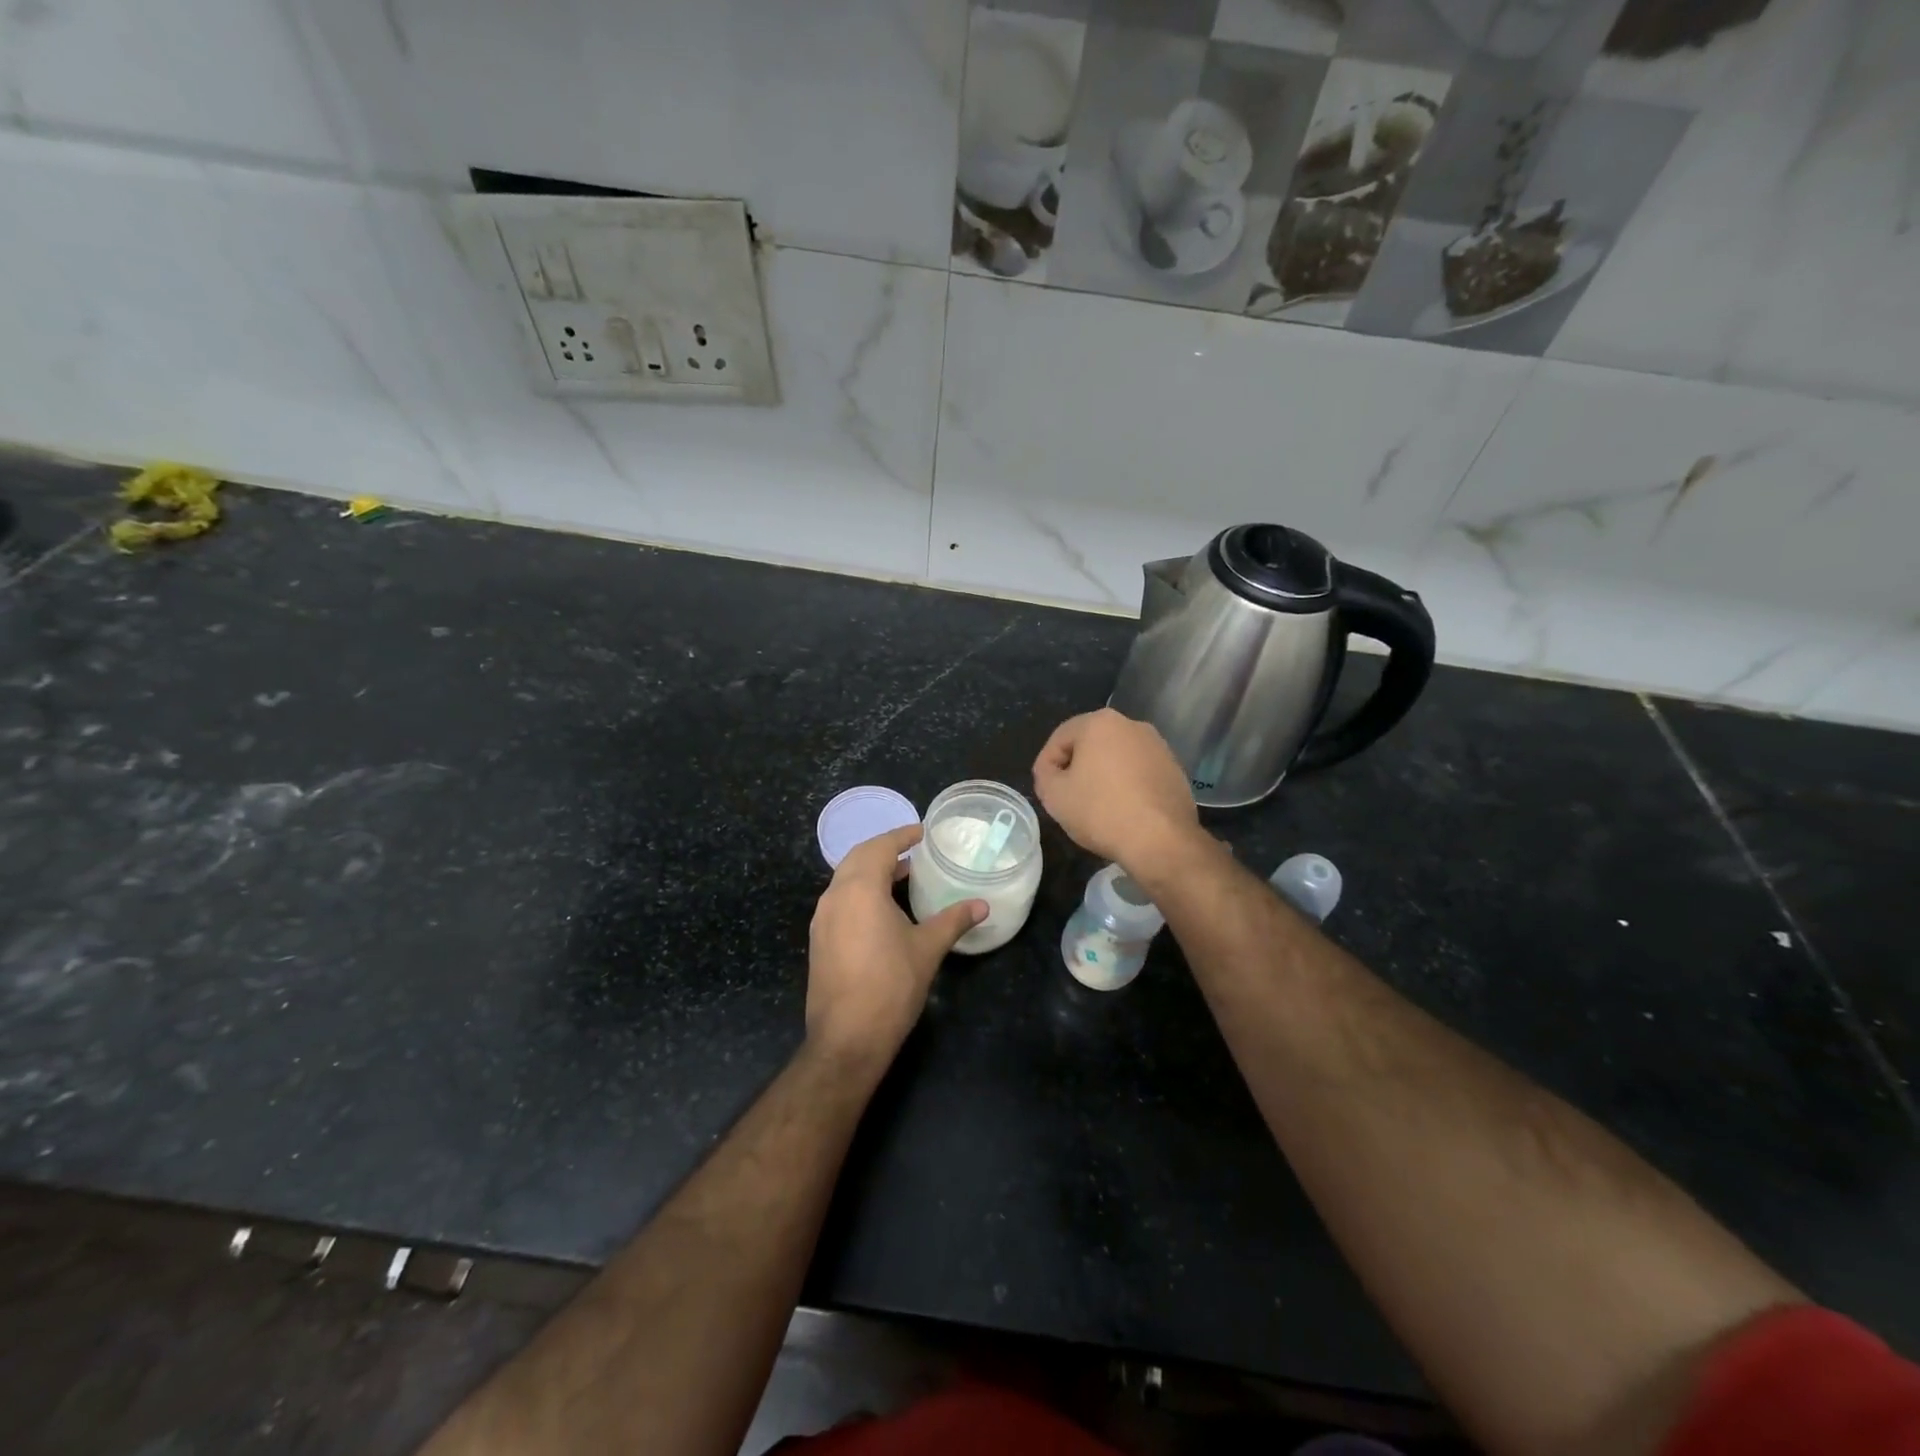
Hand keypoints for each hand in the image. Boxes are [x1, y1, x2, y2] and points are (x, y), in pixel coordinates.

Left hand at [806, 824, 984, 1070]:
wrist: (847, 1038)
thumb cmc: (891, 986)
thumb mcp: (927, 948)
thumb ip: (953, 920)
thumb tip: (982, 904)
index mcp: (859, 889)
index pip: (879, 847)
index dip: (901, 835)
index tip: (922, 832)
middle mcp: (834, 896)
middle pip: (857, 858)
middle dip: (884, 849)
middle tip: (913, 851)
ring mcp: (822, 919)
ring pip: (845, 880)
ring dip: (871, 871)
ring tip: (902, 876)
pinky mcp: (819, 940)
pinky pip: (840, 901)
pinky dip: (860, 892)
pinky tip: (882, 909)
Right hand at [1032, 708, 1201, 875]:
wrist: (1161, 840)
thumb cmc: (1101, 811)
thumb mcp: (1054, 795)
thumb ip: (1044, 775)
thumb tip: (1051, 771)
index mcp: (1100, 723)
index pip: (1060, 738)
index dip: (1046, 763)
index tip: (1045, 789)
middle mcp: (1132, 725)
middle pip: (1091, 744)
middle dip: (1076, 767)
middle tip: (1067, 796)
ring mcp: (1159, 746)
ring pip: (1117, 758)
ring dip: (1103, 776)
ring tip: (1096, 806)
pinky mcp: (1175, 769)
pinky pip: (1140, 772)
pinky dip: (1127, 786)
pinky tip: (1124, 811)